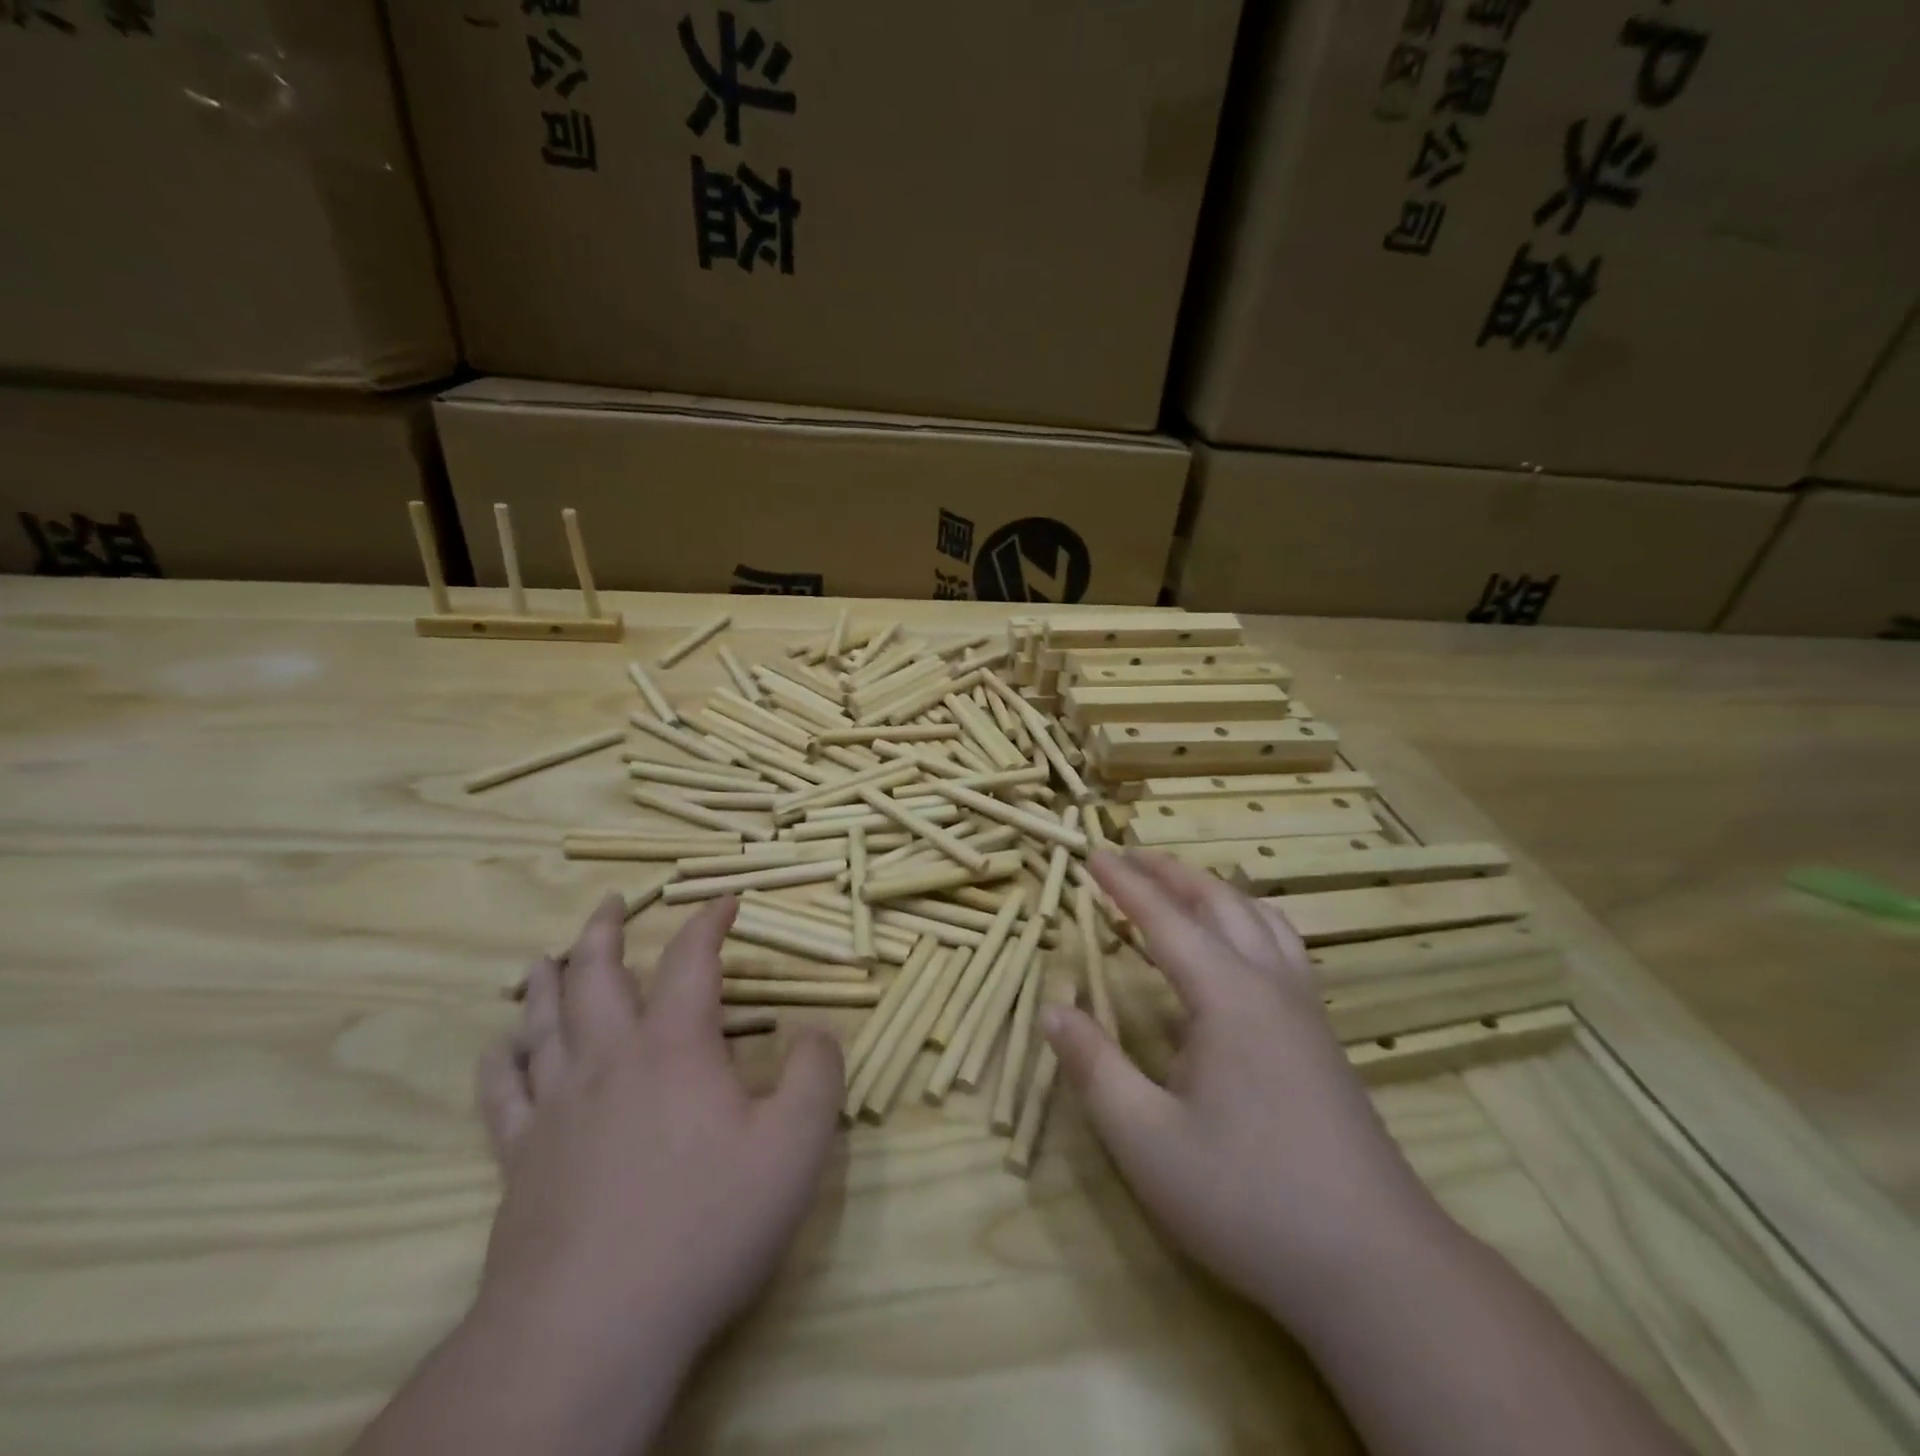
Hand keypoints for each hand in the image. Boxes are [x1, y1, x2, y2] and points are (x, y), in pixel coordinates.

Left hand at [475, 895, 842, 1377]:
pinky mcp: (521, 1159)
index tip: (725, 900)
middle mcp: (609, 1059)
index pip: (692, 959)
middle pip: (596, 975)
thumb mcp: (795, 1146)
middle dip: (605, 931)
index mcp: (674, 1046)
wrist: (593, 1327)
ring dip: (546, 982)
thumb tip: (817, 1030)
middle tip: (610, 904)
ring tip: (544, 956)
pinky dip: (501, 1062)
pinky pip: (502, 1094)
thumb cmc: (706, 1225)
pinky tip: (500, 1048)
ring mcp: (557, 1108)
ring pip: (543, 1022)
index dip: (710, 922)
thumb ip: (816, 1074)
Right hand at [1043, 852, 1439, 1321]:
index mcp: (1226, 997)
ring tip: (1181, 886)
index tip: (1092, 853)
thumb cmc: (1248, 1198)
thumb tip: (1052, 1008)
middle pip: (1219, 903)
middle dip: (1171, 873)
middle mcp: (1270, 986)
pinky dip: (1250, 922)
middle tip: (1130, 856)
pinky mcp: (1323, 1039)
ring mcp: (1305, 1011)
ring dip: (1215, 892)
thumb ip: (1095, 1067)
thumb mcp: (1147, 1141)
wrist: (1376, 1267)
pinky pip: (1284, 949)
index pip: (1164, 919)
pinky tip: (1239, 951)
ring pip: (1261, 920)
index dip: (1125, 884)